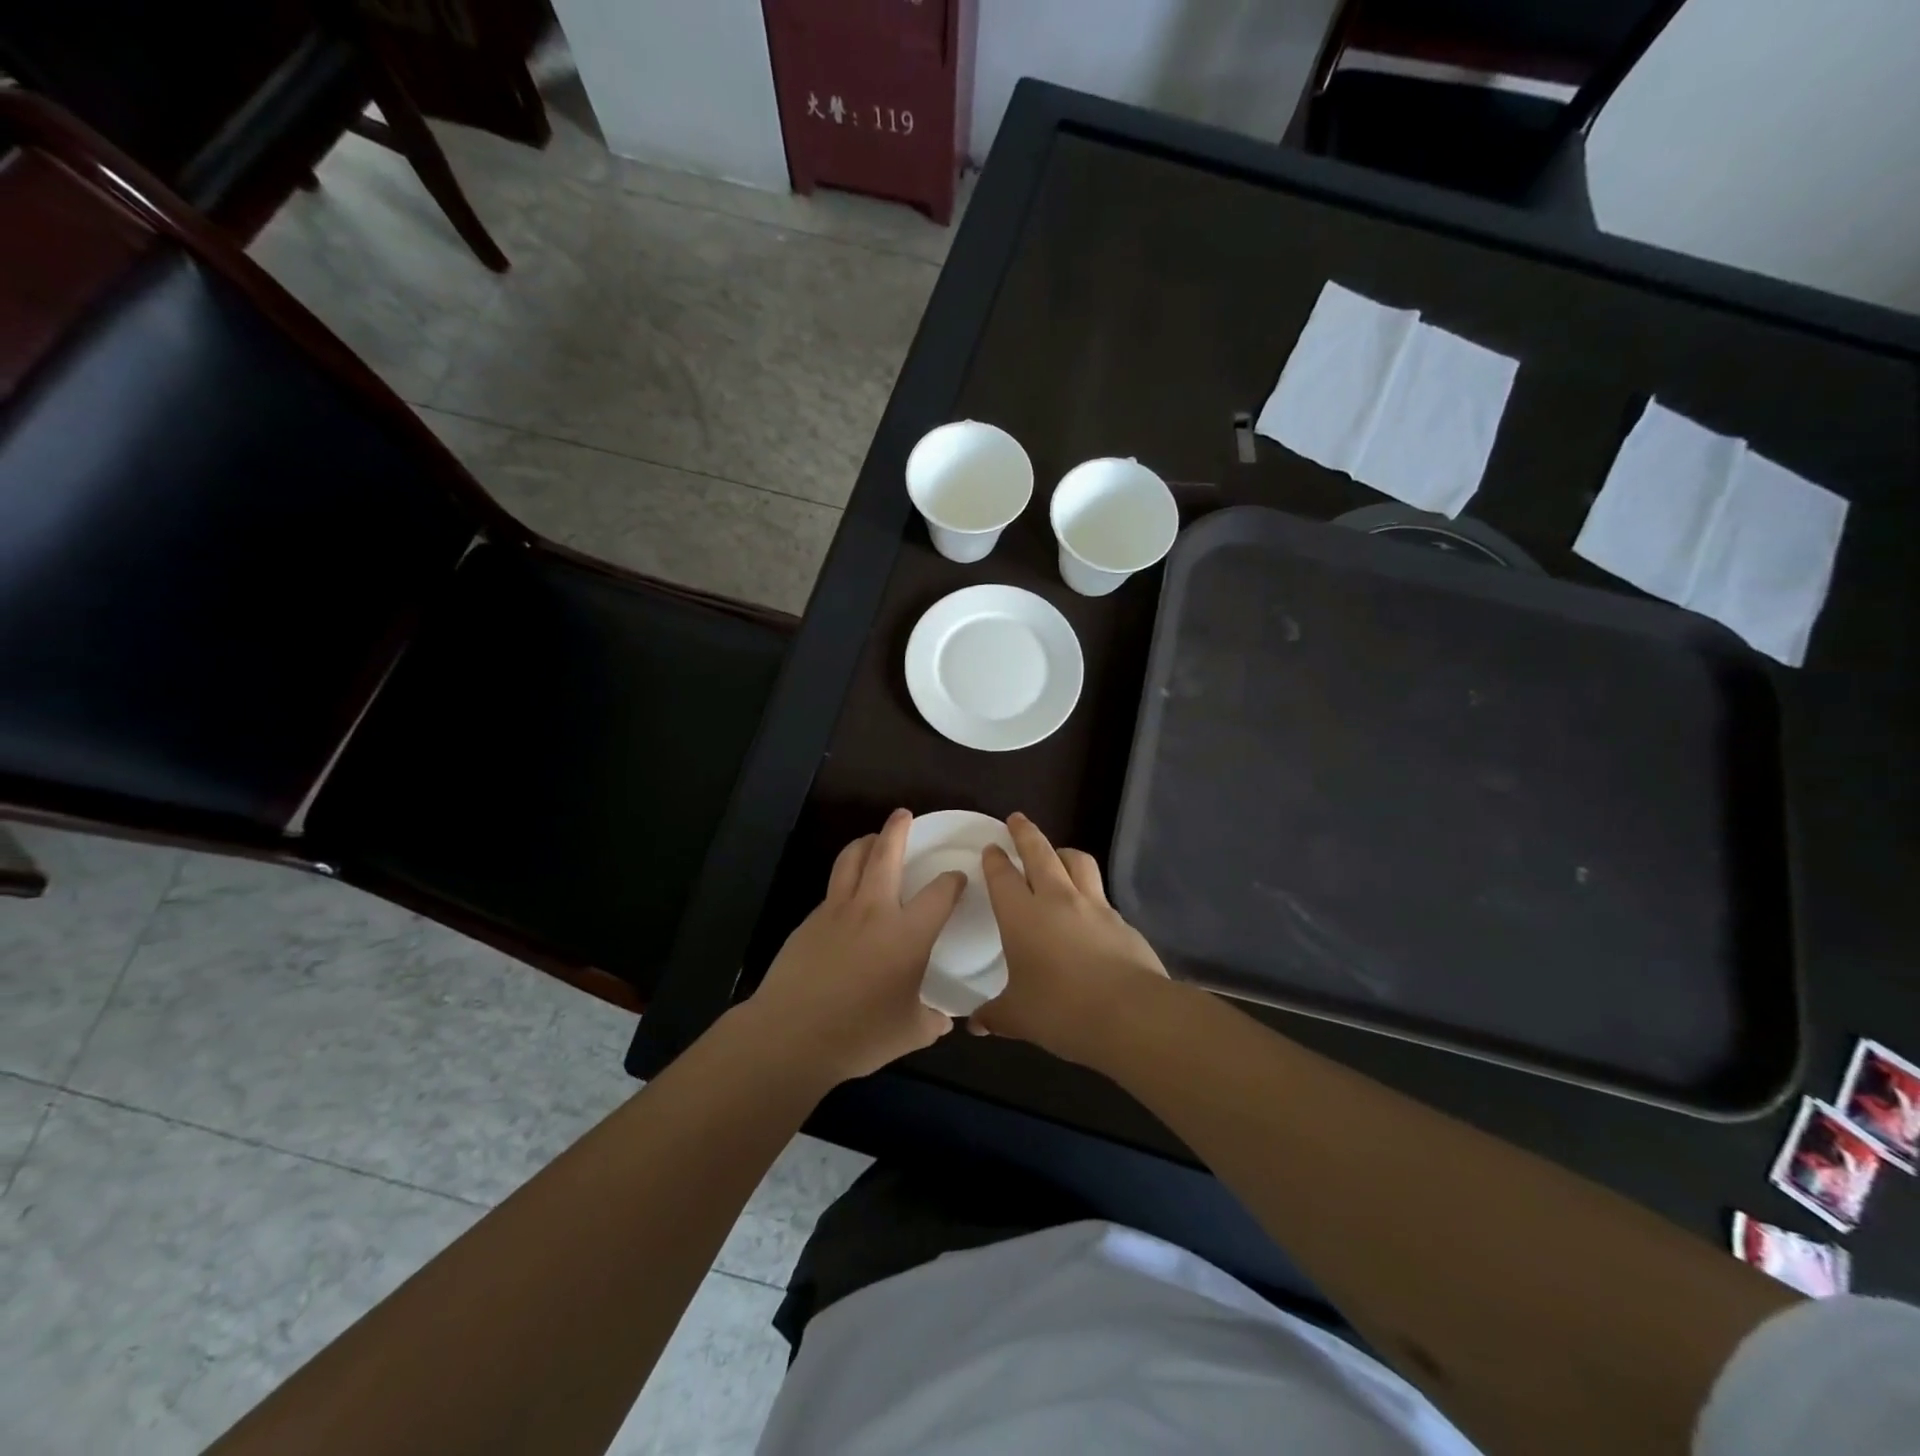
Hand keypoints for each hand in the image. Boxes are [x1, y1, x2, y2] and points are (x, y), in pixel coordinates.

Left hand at [745, 809, 965, 1084]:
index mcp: (907, 933)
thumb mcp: (909, 1033)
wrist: (791, 1034)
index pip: (939, 893)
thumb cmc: (859, 1034)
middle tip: (904, 815)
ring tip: (873, 839)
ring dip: (865, 843)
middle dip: (897, 829)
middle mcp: (874, 911)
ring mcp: (837, 911)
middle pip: (886, 854)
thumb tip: (943, 1020)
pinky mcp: (810, 920)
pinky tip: (848, 896)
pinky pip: (833, 888)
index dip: (953, 880)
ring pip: (852, 860)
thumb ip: (931, 1021)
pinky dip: (845, 878)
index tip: (957, 878)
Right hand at [973, 813, 1167, 1062]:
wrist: (1131, 1014)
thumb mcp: (1019, 1018)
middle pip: (1039, 853)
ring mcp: (1094, 906)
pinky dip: (1089, 891)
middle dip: (1026, 833)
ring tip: (1057, 854)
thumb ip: (995, 1015)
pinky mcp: (1122, 921)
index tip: (991, 847)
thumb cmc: (1061, 1011)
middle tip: (1017, 819)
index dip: (995, 859)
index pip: (1002, 876)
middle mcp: (1057, 899)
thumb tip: (975, 1024)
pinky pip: (1101, 894)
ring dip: (1063, 852)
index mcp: (1022, 915)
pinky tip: (1088, 909)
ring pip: (1077, 862)